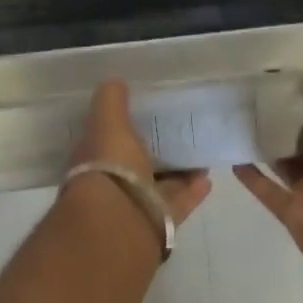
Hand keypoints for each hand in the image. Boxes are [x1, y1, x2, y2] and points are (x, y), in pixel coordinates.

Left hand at [68, 80, 212, 226]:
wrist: (120, 218)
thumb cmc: (108, 165)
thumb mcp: (107, 122)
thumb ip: (111, 101)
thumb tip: (115, 81)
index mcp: (93, 159)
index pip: (107, 140)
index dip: (122, 128)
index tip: (144, 115)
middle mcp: (112, 183)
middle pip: (135, 164)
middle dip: (153, 151)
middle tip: (177, 133)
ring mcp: (136, 204)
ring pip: (160, 184)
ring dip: (178, 171)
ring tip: (200, 153)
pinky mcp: (160, 221)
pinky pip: (179, 202)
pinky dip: (193, 190)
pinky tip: (209, 177)